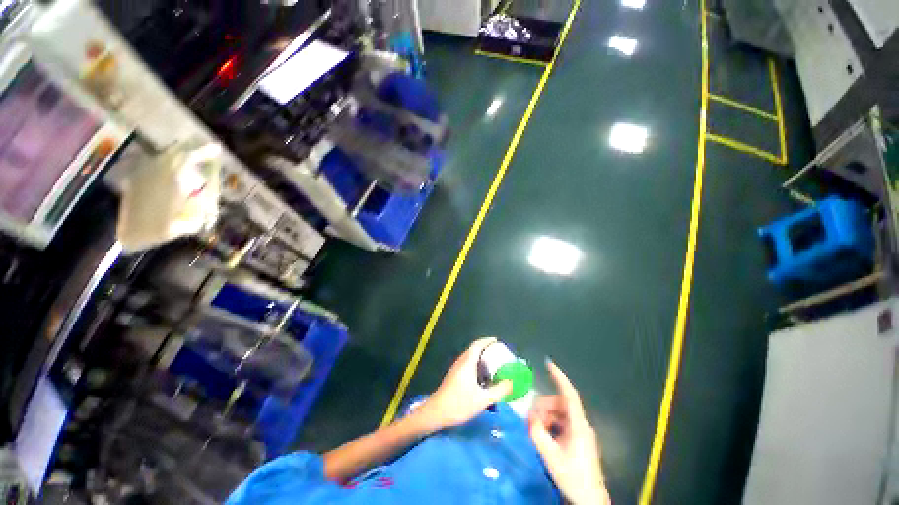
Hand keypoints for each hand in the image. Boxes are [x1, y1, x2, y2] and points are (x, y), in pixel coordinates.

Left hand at [416, 337, 511, 431]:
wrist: (436, 412)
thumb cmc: (459, 404)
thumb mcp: (483, 399)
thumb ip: (499, 390)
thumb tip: (511, 382)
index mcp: (468, 362)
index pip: (477, 345)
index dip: (487, 341)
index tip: (497, 341)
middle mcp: (461, 362)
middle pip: (474, 350)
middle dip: (486, 349)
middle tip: (498, 354)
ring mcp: (456, 369)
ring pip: (470, 358)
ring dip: (480, 358)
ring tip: (493, 365)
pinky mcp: (453, 376)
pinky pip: (467, 365)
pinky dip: (476, 365)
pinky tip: (481, 378)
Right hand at [529, 360, 610, 504]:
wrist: (589, 500)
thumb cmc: (572, 476)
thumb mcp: (550, 455)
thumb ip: (537, 433)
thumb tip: (529, 417)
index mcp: (578, 425)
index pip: (569, 394)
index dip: (559, 377)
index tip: (548, 364)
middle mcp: (581, 424)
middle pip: (560, 405)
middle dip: (544, 407)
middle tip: (532, 419)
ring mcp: (580, 432)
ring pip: (560, 414)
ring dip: (546, 417)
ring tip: (537, 430)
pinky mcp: (578, 439)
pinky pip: (562, 424)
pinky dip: (551, 425)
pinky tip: (544, 436)